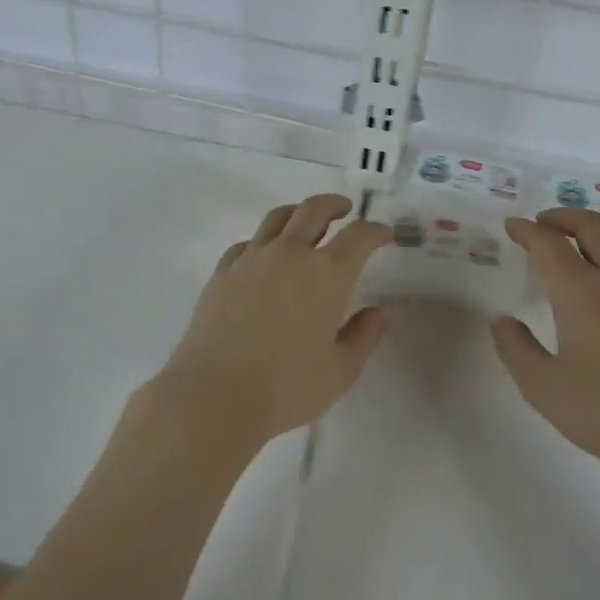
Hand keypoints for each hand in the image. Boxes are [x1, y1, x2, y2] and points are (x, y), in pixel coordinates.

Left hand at [153, 194, 390, 446]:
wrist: (215, 394)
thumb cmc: (288, 387)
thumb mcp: (341, 370)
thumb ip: (364, 336)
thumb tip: (381, 313)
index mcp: (327, 273)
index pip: (358, 237)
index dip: (375, 230)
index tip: (384, 233)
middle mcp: (290, 254)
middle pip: (314, 210)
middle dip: (334, 205)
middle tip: (345, 209)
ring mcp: (252, 259)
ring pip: (277, 218)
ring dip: (297, 212)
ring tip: (304, 220)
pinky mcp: (223, 272)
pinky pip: (246, 243)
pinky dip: (263, 241)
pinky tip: (264, 255)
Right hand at [492, 210, 599, 506]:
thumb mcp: (543, 388)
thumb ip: (515, 349)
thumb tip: (503, 321)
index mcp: (580, 292)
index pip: (548, 243)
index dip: (526, 230)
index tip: (512, 226)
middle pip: (591, 225)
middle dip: (562, 217)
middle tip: (542, 225)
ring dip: (596, 226)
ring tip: (579, 238)